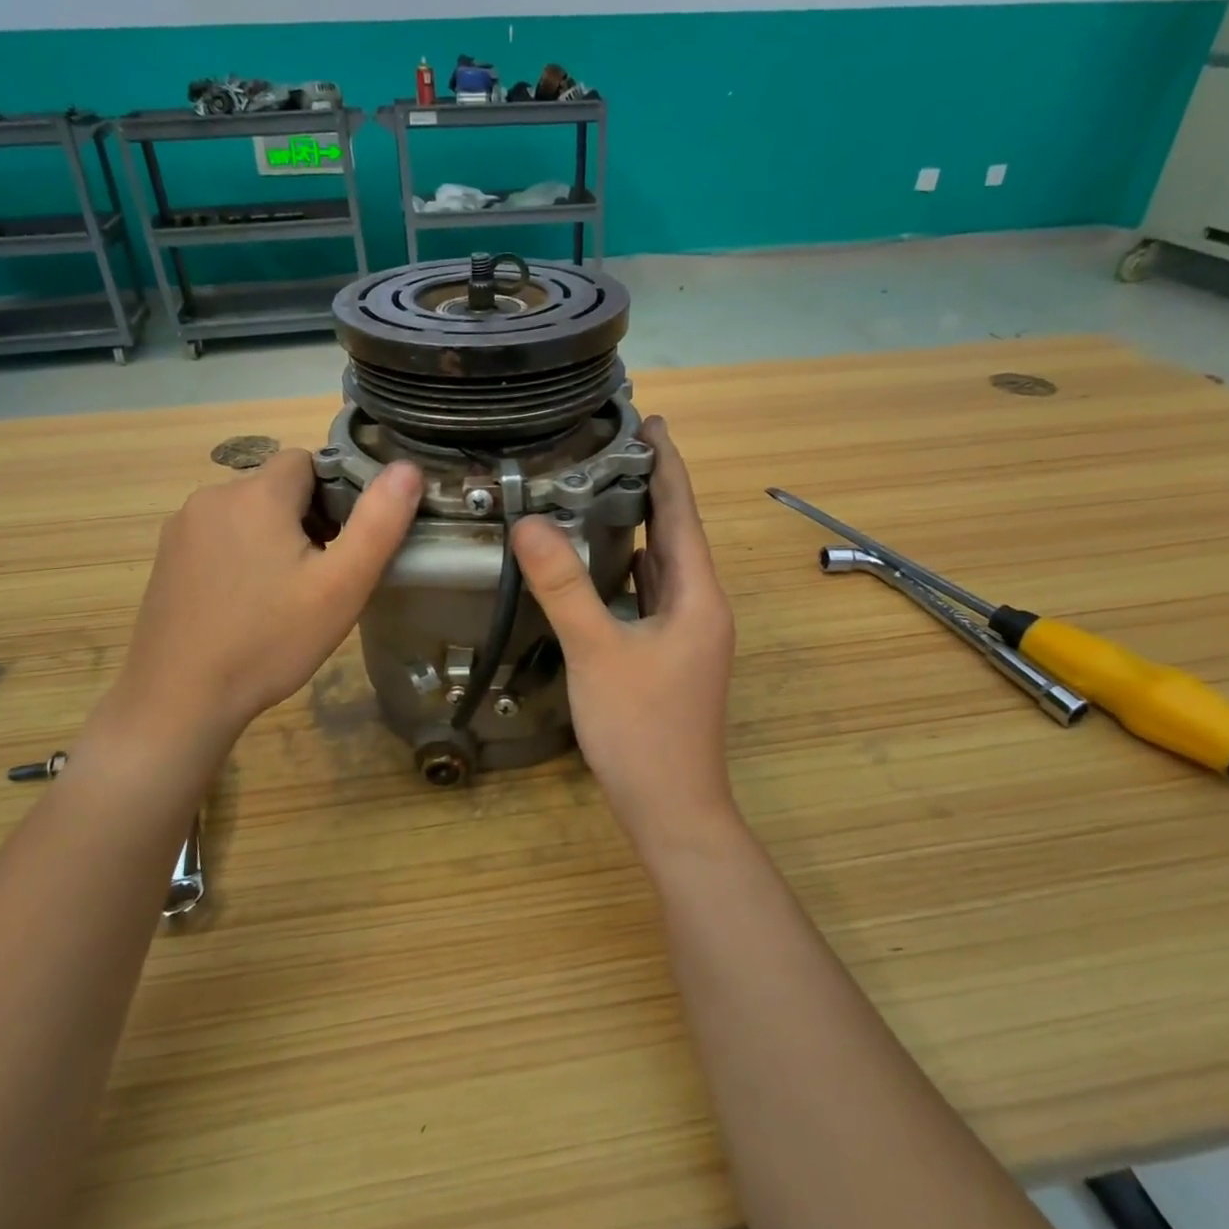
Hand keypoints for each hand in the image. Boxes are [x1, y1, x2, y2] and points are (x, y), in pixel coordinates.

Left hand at [97, 450, 421, 761]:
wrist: (179, 699)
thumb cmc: (270, 640)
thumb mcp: (341, 585)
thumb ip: (379, 522)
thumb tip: (408, 468)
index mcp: (256, 494)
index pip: (307, 461)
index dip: (336, 493)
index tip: (344, 541)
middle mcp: (212, 497)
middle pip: (277, 487)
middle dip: (306, 518)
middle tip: (321, 576)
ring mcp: (182, 528)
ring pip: (247, 513)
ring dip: (272, 536)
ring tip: (285, 594)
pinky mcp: (166, 558)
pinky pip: (218, 537)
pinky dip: (239, 555)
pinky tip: (245, 603)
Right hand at [511, 417, 737, 857]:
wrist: (671, 808)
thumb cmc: (642, 729)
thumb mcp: (597, 651)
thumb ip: (564, 587)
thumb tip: (529, 523)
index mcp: (696, 595)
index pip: (680, 512)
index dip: (666, 464)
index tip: (651, 421)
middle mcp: (699, 606)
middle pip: (674, 534)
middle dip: (649, 489)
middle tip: (610, 448)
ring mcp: (686, 634)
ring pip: (662, 566)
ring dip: (638, 528)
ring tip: (601, 491)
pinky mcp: (668, 655)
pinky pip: (649, 596)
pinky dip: (628, 570)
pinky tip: (602, 563)